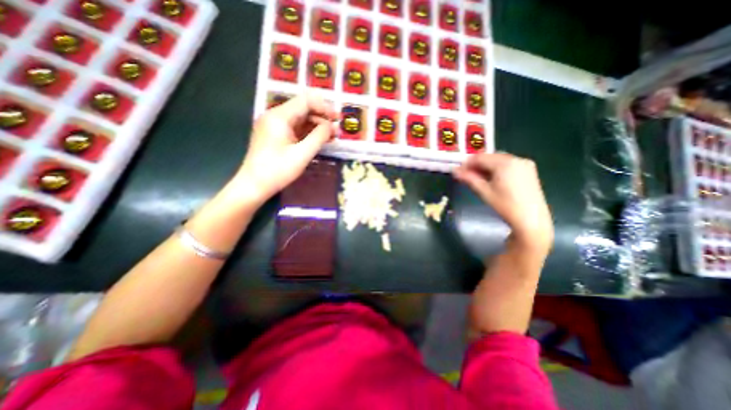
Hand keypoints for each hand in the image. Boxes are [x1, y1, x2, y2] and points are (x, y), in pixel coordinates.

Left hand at [234, 92, 335, 202]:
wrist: (254, 185)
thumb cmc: (278, 170)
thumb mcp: (302, 154)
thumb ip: (319, 137)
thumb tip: (331, 125)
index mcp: (279, 116)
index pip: (306, 101)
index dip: (324, 107)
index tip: (338, 118)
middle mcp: (275, 116)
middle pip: (303, 109)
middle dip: (322, 118)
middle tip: (337, 131)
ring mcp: (274, 126)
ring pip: (300, 119)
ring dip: (316, 126)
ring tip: (331, 137)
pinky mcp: (275, 135)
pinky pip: (295, 128)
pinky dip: (308, 133)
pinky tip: (319, 140)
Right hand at [455, 154, 550, 253]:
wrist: (531, 220)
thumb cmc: (505, 206)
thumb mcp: (484, 191)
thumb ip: (469, 178)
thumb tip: (454, 171)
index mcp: (505, 163)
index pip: (480, 157)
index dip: (467, 163)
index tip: (458, 171)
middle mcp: (516, 158)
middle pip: (490, 156)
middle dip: (477, 164)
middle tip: (466, 175)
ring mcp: (524, 164)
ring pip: (499, 160)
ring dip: (486, 166)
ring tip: (478, 178)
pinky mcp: (529, 170)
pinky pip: (508, 164)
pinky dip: (497, 168)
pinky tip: (492, 179)